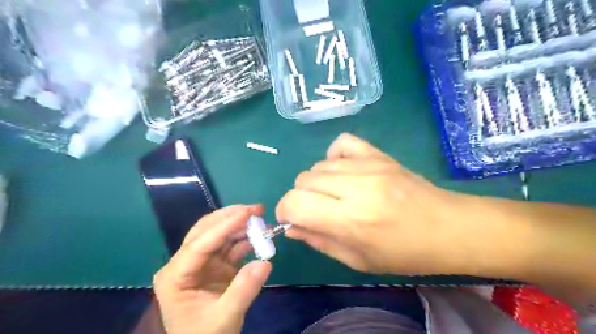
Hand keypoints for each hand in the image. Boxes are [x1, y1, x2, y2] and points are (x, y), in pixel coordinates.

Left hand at [154, 205, 272, 333]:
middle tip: (256, 209)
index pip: (199, 244)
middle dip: (231, 217)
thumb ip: (243, 290)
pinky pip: (231, 246)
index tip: (247, 213)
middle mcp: (185, 263)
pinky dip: (246, 240)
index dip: (224, 226)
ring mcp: (201, 263)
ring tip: (262, 221)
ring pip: (219, 235)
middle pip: (206, 231)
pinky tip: (260, 237)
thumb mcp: (224, 318)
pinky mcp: (215, 265)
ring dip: (241, 226)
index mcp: (175, 275)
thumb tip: (265, 262)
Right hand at [277, 133, 477, 276]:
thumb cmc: (405, 253)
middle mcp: (355, 187)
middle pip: (302, 180)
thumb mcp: (359, 260)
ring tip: (334, 195)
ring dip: (317, 183)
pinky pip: (341, 143)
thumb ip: (320, 241)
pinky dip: (333, 158)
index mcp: (350, 220)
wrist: (449, 227)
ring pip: (318, 166)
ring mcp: (368, 165)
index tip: (292, 219)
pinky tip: (343, 171)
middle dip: (301, 198)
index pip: (295, 203)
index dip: (285, 211)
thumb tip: (292, 227)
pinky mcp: (378, 154)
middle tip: (317, 211)